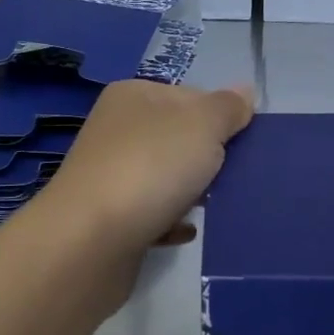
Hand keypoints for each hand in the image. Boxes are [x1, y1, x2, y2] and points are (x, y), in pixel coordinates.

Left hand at [35, 81, 254, 254]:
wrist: (89, 241)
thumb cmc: (150, 167)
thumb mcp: (202, 125)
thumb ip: (227, 108)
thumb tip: (243, 92)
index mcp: (133, 96)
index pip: (191, 96)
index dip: (220, 118)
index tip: (242, 144)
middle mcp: (117, 129)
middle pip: (179, 137)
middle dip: (209, 158)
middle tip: (233, 177)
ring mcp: (109, 174)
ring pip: (167, 177)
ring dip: (193, 192)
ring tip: (214, 206)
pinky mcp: (109, 218)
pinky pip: (153, 214)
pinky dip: (172, 222)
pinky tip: (187, 232)